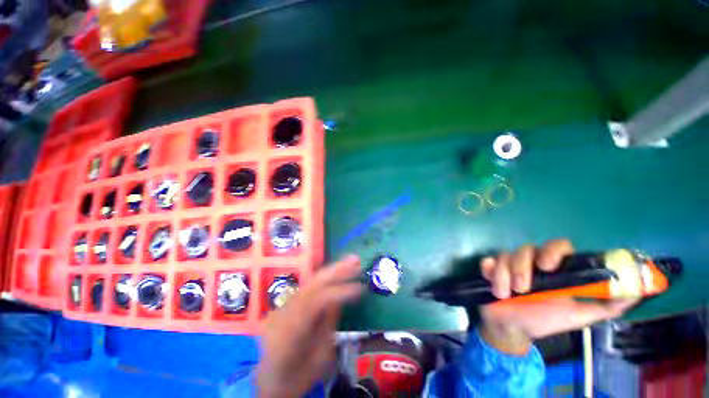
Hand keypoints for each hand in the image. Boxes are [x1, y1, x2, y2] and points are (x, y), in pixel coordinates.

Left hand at [255, 255, 362, 397]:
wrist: (270, 381)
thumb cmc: (297, 376)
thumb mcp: (319, 357)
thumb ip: (328, 324)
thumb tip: (339, 297)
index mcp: (290, 331)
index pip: (317, 301)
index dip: (340, 291)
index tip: (361, 287)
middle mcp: (284, 311)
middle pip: (312, 283)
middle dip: (337, 270)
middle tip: (356, 260)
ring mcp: (283, 304)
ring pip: (311, 280)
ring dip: (333, 270)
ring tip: (352, 261)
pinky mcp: (287, 301)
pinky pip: (309, 286)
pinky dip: (326, 278)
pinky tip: (338, 271)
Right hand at [478, 239, 637, 354]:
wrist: (513, 328)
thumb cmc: (546, 320)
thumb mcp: (580, 316)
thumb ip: (606, 305)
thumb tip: (636, 293)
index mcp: (554, 270)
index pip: (558, 246)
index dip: (553, 251)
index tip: (549, 265)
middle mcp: (531, 263)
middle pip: (526, 248)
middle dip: (522, 266)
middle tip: (523, 287)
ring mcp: (509, 264)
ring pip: (505, 256)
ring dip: (504, 275)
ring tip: (506, 294)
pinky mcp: (491, 268)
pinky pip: (488, 262)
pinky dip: (489, 271)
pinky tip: (491, 283)